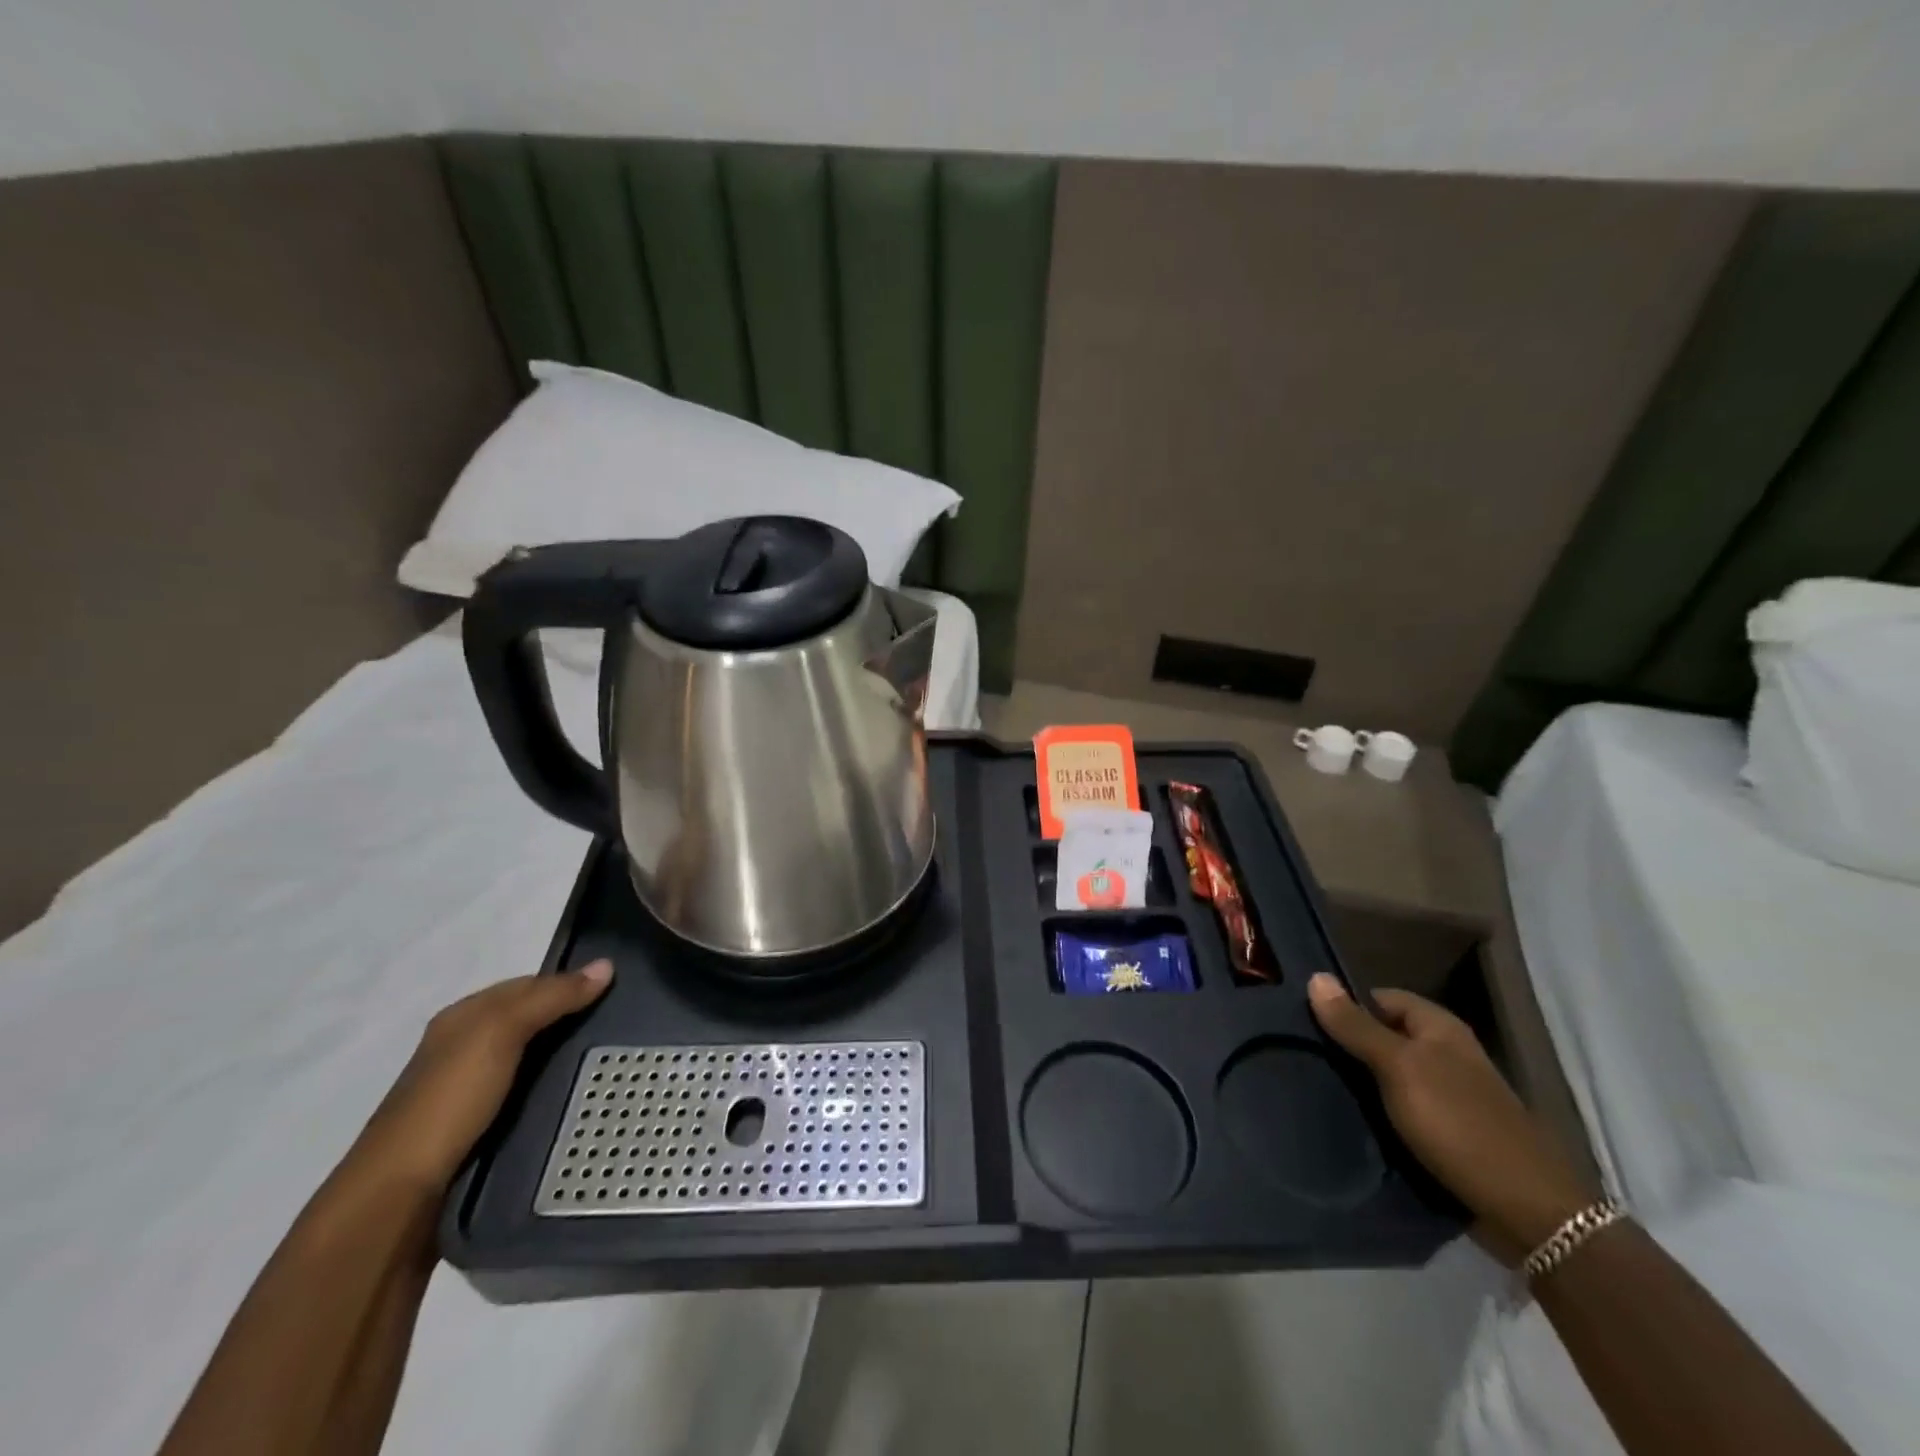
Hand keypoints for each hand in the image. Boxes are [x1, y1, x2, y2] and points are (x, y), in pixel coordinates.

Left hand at [351, 961, 613, 1192]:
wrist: (399, 1195)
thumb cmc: (449, 1100)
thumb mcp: (501, 1033)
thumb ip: (551, 998)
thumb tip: (606, 966)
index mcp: (463, 1017)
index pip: (529, 983)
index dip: (569, 981)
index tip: (616, 989)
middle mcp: (464, 1046)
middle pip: (530, 1019)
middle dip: (571, 1018)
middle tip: (622, 1023)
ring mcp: (469, 1089)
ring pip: (531, 1057)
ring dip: (565, 1055)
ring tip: (611, 1058)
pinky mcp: (479, 1126)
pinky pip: (527, 1092)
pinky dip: (552, 1088)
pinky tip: (577, 1094)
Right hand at [1308, 973, 1596, 1262]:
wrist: (1528, 1214)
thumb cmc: (1459, 1124)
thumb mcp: (1399, 1067)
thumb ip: (1356, 1025)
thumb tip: (1316, 976)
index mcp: (1439, 1027)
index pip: (1379, 997)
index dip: (1344, 1003)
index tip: (1302, 1018)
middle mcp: (1445, 1054)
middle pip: (1382, 1035)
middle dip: (1346, 1044)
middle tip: (1301, 1053)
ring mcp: (1447, 1095)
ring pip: (1388, 1075)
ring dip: (1358, 1082)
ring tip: (1313, 1084)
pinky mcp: (1445, 1132)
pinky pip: (1399, 1109)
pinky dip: (1375, 1113)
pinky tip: (1346, 1119)